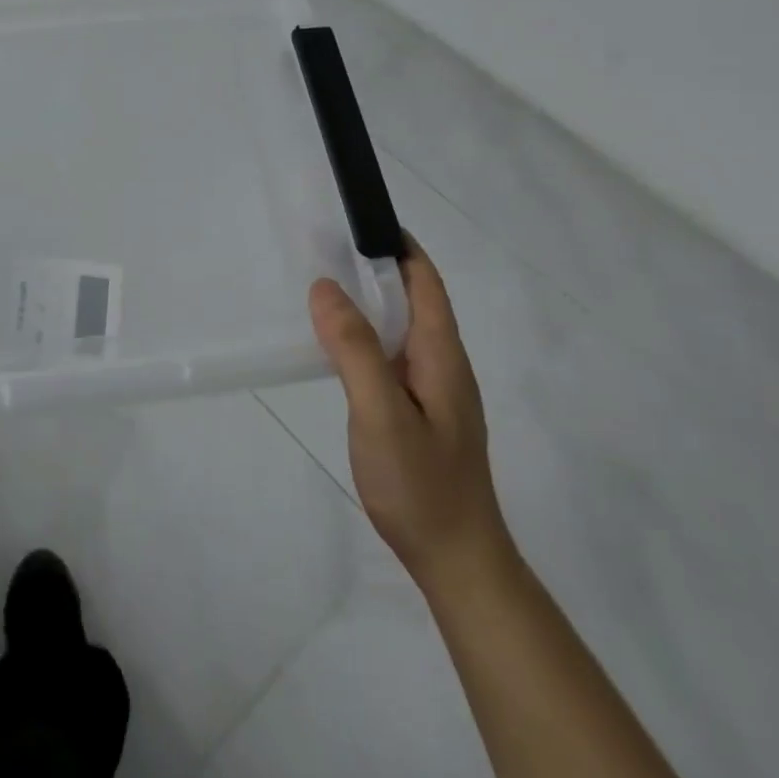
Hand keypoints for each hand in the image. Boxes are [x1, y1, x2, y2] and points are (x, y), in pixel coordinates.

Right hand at [309, 239, 510, 596]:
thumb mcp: (381, 413)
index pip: (426, 282)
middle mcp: (442, 364)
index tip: (360, 218)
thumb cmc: (421, 484)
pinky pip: (390, 354)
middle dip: (376, 266)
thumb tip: (325, 286)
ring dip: (368, 300)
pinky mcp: (418, 410)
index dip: (399, 245)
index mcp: (441, 355)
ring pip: (400, 327)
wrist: (456, 559)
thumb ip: (355, 349)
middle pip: (413, 299)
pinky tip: (336, 343)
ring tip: (322, 284)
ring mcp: (432, 390)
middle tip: (325, 245)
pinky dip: (364, 334)